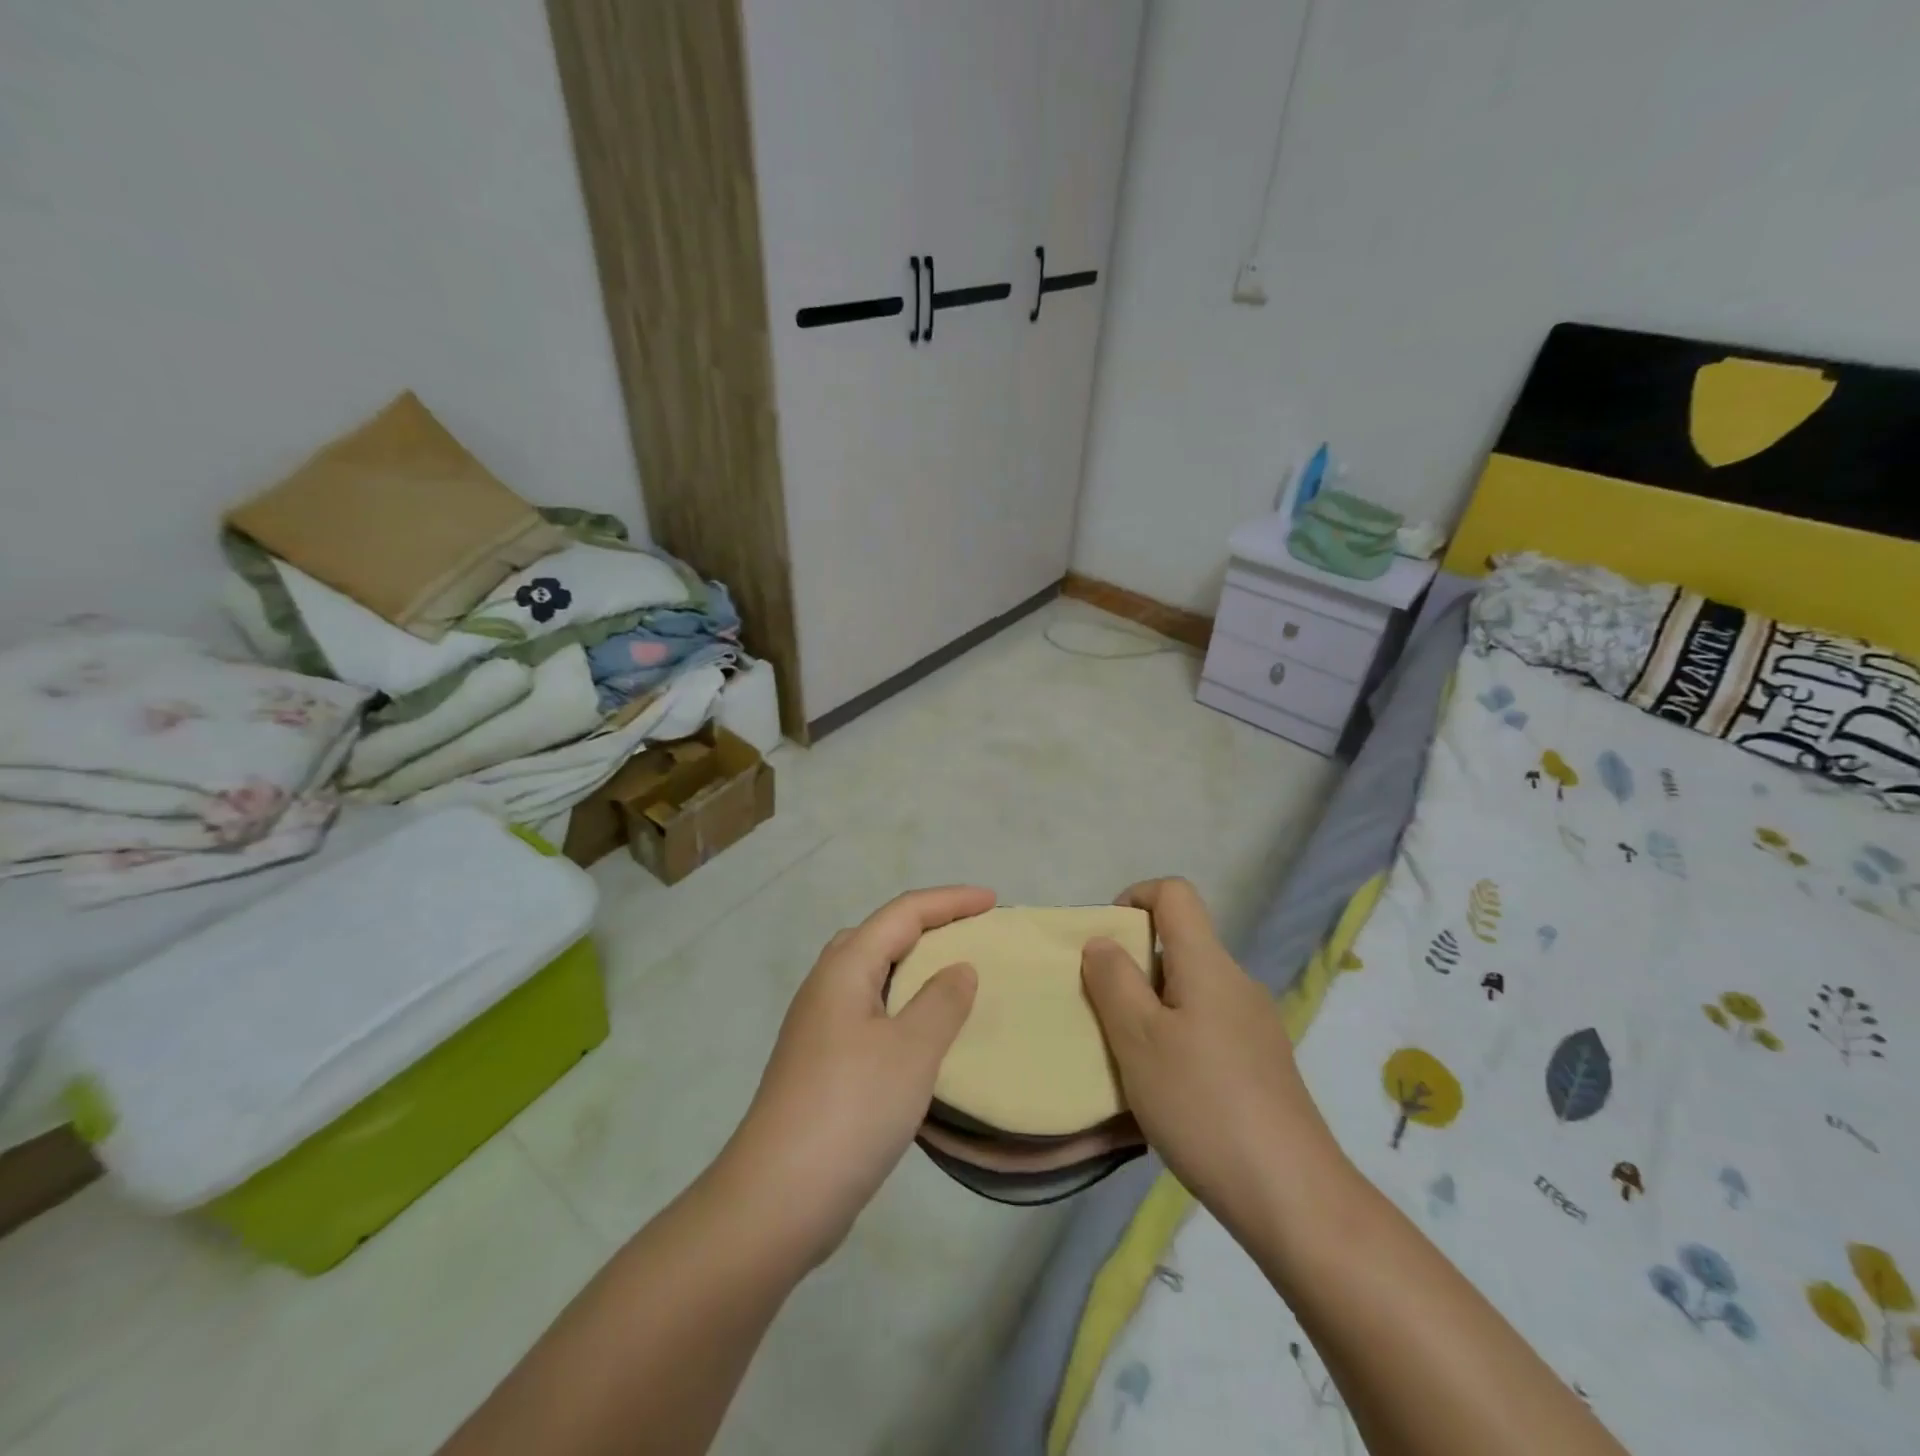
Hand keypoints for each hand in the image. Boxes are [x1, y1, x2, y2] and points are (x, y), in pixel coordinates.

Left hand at [713, 886, 990, 1268]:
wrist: (778, 1197)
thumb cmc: (852, 1109)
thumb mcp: (911, 1050)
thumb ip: (942, 1002)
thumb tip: (959, 968)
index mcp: (845, 968)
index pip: (903, 913)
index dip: (950, 901)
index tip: (993, 901)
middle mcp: (826, 987)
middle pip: (880, 934)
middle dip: (927, 924)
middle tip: (970, 933)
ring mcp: (817, 1027)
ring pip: (870, 974)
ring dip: (911, 965)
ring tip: (950, 975)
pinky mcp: (819, 1064)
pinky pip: (868, 1010)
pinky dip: (900, 1004)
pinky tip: (919, 1032)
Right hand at [1080, 878, 1348, 1238]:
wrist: (1293, 1196)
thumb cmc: (1202, 1104)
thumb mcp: (1139, 1039)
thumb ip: (1114, 981)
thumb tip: (1102, 942)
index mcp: (1208, 964)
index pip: (1175, 894)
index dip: (1135, 897)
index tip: (1105, 942)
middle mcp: (1237, 983)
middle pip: (1181, 943)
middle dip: (1134, 964)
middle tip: (1103, 1011)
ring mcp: (1255, 1025)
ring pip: (1192, 989)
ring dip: (1152, 1006)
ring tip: (1128, 1056)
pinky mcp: (1262, 1063)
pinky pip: (1207, 1025)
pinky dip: (1176, 1036)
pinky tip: (1166, 1088)